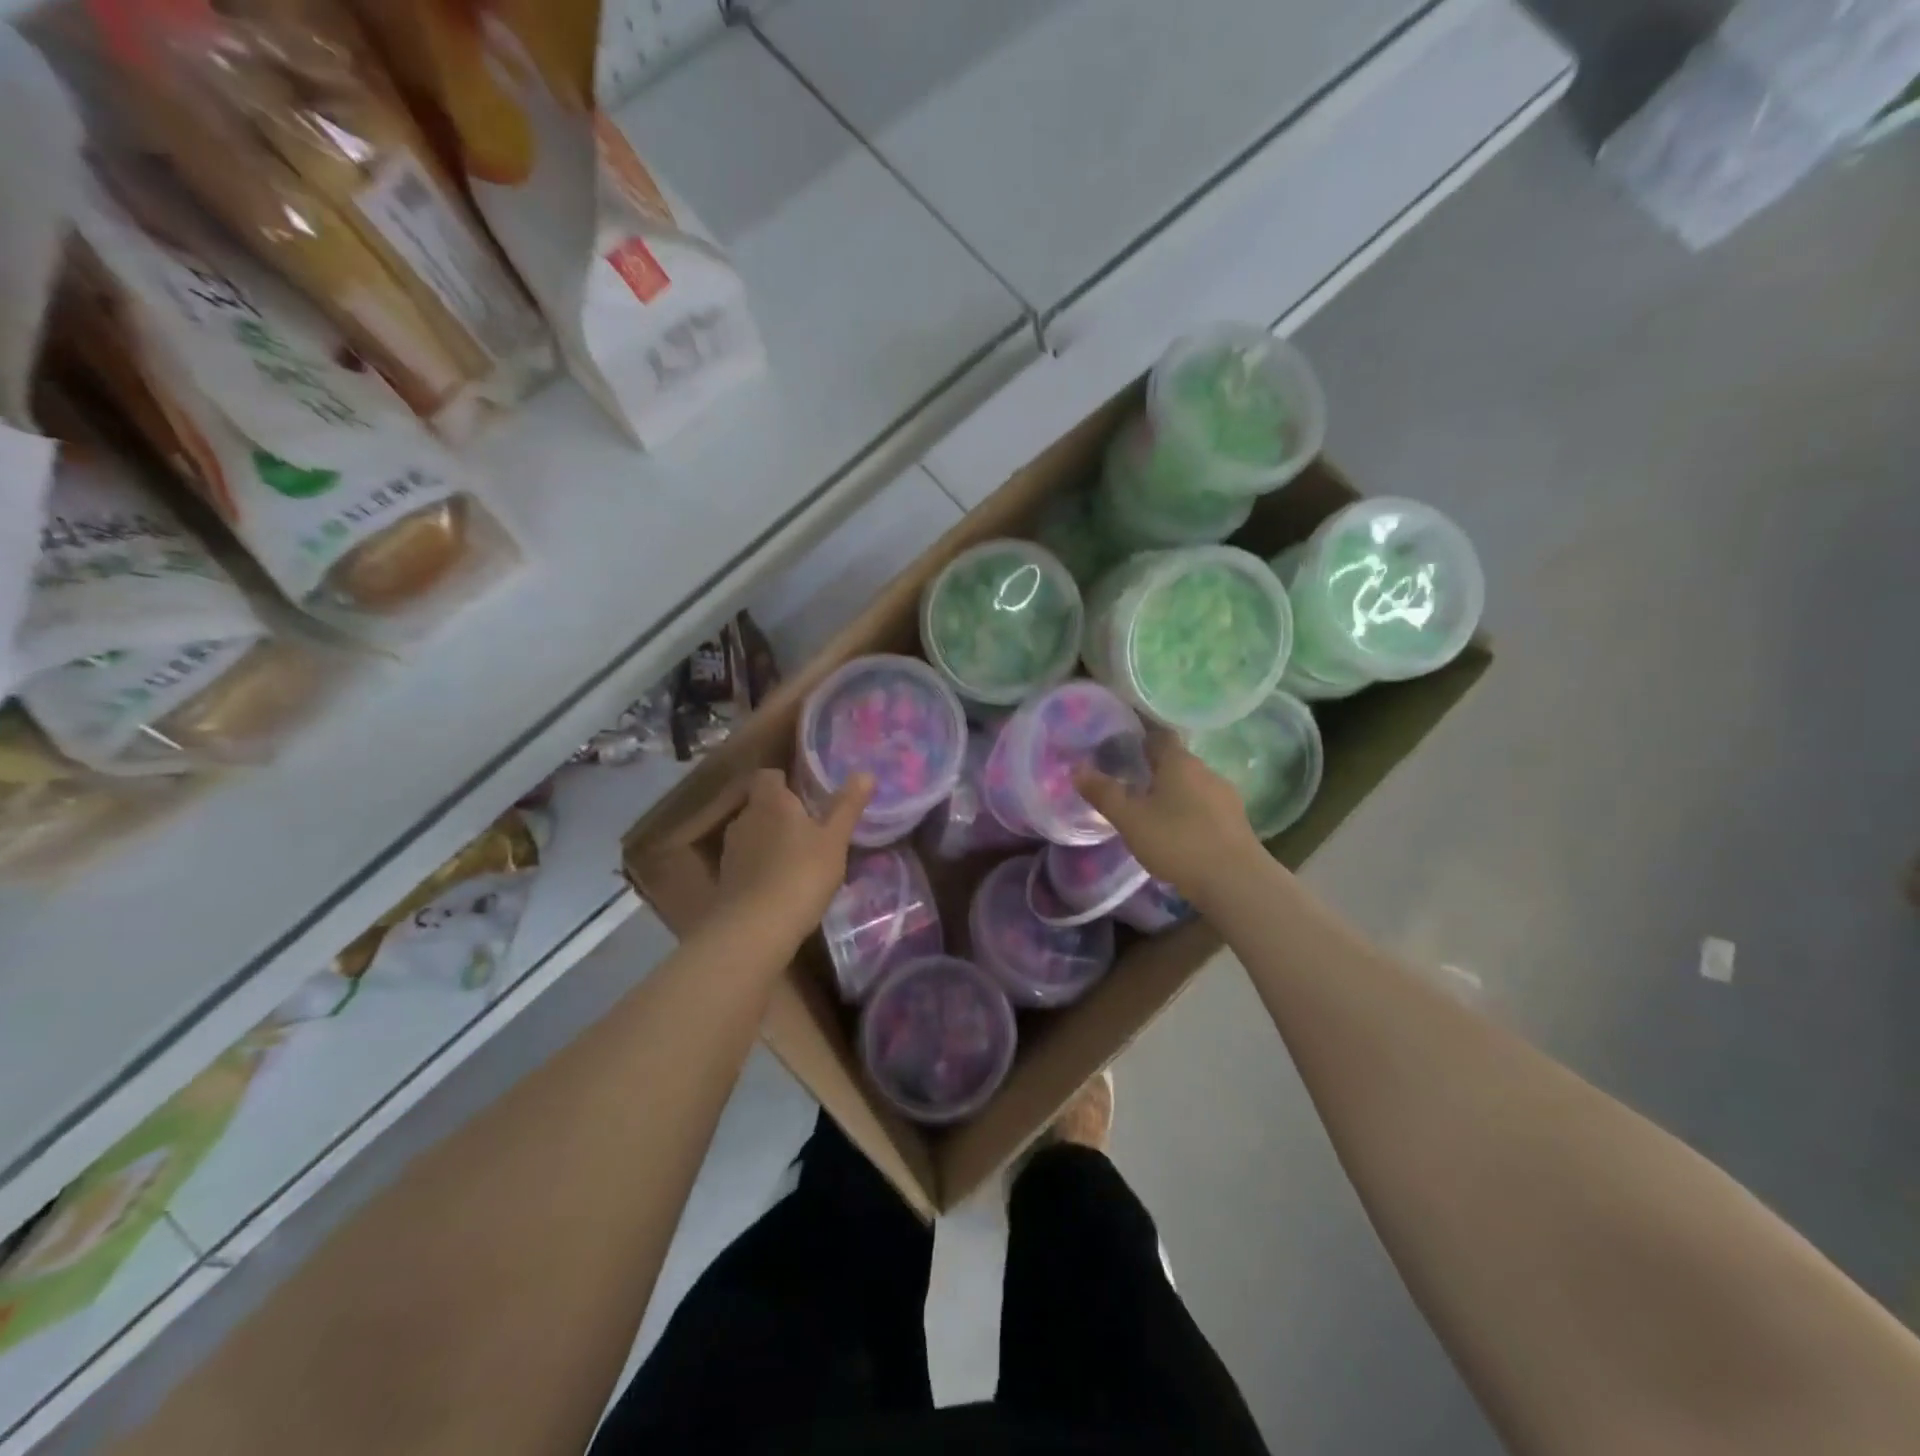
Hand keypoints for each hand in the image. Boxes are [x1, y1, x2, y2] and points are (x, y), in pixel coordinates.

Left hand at [717, 768, 871, 943]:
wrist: (755, 928)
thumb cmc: (801, 874)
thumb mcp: (835, 839)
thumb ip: (848, 805)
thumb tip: (865, 772)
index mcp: (770, 800)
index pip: (769, 775)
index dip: (786, 780)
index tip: (807, 793)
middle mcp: (745, 817)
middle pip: (760, 803)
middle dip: (781, 810)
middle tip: (810, 825)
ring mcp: (731, 848)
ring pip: (753, 832)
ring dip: (770, 838)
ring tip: (797, 854)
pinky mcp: (726, 877)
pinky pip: (746, 859)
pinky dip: (761, 863)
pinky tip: (780, 881)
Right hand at [1076, 731, 1263, 901]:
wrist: (1235, 881)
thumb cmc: (1177, 841)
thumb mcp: (1130, 819)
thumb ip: (1103, 793)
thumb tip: (1076, 769)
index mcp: (1179, 762)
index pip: (1159, 735)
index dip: (1140, 735)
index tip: (1120, 744)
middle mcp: (1205, 770)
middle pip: (1176, 760)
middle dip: (1153, 767)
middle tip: (1127, 781)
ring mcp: (1225, 796)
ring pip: (1192, 784)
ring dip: (1172, 791)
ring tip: (1149, 809)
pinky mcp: (1236, 821)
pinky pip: (1205, 806)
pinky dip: (1188, 811)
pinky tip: (1177, 831)